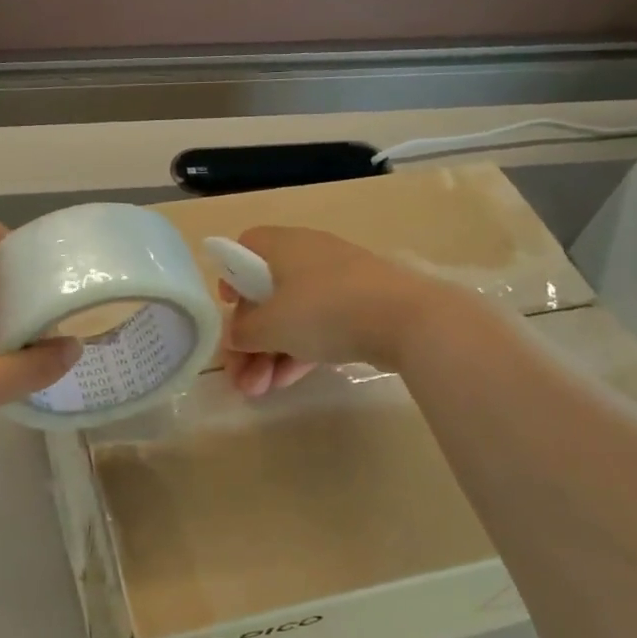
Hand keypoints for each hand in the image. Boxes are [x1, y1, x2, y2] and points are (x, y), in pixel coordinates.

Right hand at [219, 226, 434, 397]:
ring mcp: (339, 283)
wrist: (408, 320)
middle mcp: (309, 257)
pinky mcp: (361, 308)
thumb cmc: (325, 310)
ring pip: (292, 317)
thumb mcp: (270, 325)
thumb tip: (237, 335)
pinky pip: (319, 328)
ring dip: (270, 354)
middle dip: (249, 339)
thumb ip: (243, 331)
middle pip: (266, 294)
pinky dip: (299, 352)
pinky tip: (285, 384)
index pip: (245, 248)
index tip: (228, 308)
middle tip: (240, 375)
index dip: (230, 277)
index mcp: (283, 246)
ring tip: (259, 391)